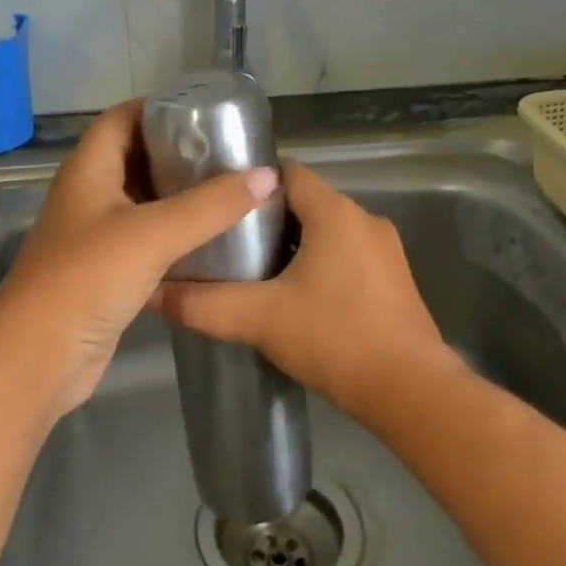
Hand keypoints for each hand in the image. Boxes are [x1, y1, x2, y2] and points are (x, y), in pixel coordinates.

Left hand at [0, 100, 277, 421]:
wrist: (39, 358)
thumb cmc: (87, 278)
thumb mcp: (152, 234)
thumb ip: (211, 205)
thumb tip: (267, 176)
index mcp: (88, 170)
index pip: (122, 119)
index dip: (159, 108)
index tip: (208, 111)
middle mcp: (89, 196)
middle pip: (136, 159)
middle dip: (180, 153)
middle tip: (232, 154)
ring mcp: (97, 237)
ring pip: (144, 204)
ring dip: (182, 197)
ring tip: (233, 191)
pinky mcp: (108, 273)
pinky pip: (148, 242)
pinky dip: (177, 237)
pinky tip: (214, 241)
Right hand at [154, 161, 459, 417]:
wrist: (411, 392)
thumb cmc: (335, 339)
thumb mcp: (260, 320)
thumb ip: (204, 305)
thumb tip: (154, 294)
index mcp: (336, 213)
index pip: (287, 173)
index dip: (251, 183)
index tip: (219, 203)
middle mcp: (365, 221)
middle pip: (306, 203)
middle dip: (266, 219)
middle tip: (227, 243)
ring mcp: (386, 252)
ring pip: (327, 232)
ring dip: (293, 246)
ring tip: (254, 272)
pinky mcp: (394, 281)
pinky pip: (347, 257)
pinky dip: (320, 266)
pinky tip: (296, 299)